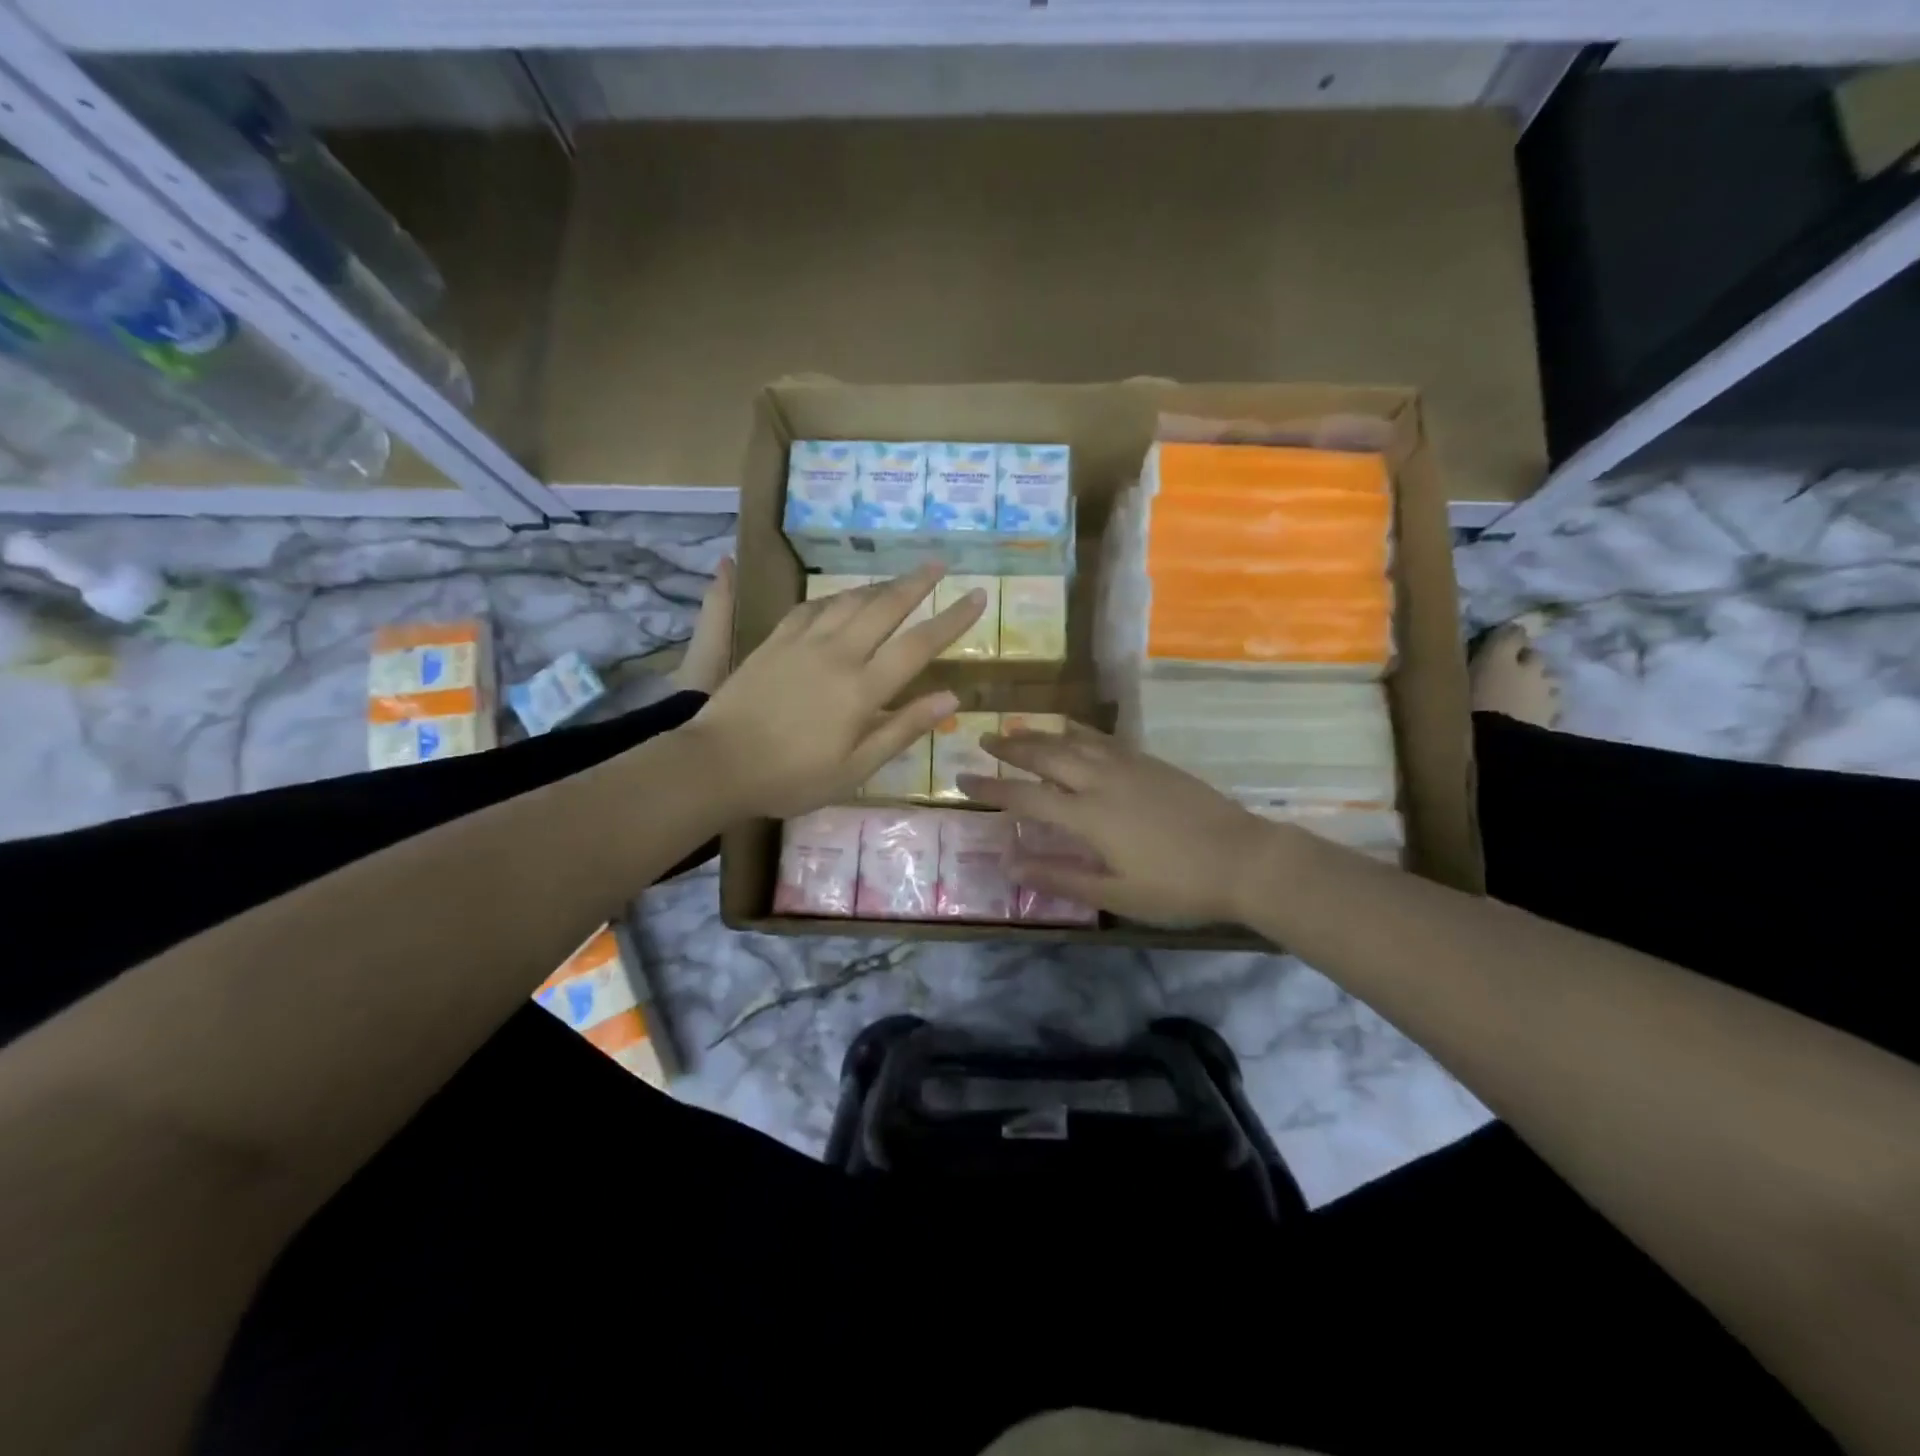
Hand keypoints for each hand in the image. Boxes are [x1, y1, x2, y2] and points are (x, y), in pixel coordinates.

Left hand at [685, 564, 984, 818]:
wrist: (717, 764)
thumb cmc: (792, 778)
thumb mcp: (855, 768)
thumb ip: (903, 729)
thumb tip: (951, 697)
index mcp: (863, 689)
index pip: (919, 645)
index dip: (952, 619)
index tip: (977, 596)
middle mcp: (838, 654)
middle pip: (885, 606)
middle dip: (917, 582)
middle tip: (939, 563)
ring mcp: (803, 643)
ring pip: (849, 600)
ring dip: (878, 585)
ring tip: (898, 579)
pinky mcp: (774, 641)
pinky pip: (811, 607)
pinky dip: (834, 598)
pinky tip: (841, 599)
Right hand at [957, 723, 1295, 926]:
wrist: (1244, 858)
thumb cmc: (1178, 886)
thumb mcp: (1116, 893)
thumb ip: (1060, 877)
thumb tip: (1009, 864)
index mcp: (1088, 816)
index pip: (1025, 796)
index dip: (990, 788)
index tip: (961, 780)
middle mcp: (1101, 781)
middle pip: (1046, 755)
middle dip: (1011, 747)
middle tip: (984, 740)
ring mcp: (1128, 766)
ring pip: (1073, 740)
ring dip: (1040, 734)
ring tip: (1016, 729)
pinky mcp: (1150, 761)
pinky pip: (1102, 737)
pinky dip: (1077, 730)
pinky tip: (1071, 730)